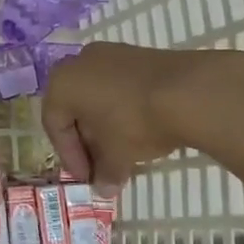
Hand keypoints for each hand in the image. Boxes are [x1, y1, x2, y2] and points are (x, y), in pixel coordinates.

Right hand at [43, 42, 238, 194]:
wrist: (188, 91)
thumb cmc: (135, 122)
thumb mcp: (116, 155)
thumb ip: (105, 172)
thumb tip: (104, 189)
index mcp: (61, 84)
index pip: (55, 125)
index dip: (70, 157)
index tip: (87, 178)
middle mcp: (79, 62)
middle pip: (76, 109)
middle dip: (88, 141)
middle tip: (101, 166)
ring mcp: (111, 53)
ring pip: (99, 96)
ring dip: (106, 126)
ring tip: (124, 151)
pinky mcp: (139, 54)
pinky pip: (120, 86)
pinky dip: (124, 109)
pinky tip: (141, 129)